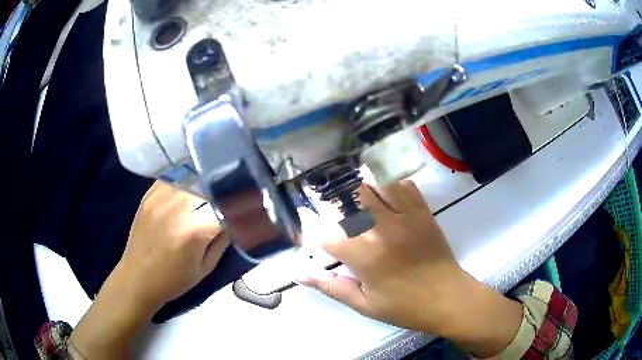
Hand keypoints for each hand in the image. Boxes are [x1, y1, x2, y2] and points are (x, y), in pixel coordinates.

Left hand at [70, 181, 228, 358]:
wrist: (137, 278)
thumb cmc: (174, 280)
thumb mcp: (206, 267)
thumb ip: (223, 239)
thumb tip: (234, 217)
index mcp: (194, 230)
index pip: (227, 204)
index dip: (241, 203)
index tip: (249, 203)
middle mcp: (177, 206)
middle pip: (210, 183)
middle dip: (223, 189)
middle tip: (232, 194)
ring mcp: (160, 196)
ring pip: (193, 175)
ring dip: (206, 181)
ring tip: (213, 187)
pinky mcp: (150, 193)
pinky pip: (176, 177)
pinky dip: (188, 180)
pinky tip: (192, 186)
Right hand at [300, 180, 521, 356]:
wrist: (448, 298)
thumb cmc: (405, 306)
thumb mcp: (365, 305)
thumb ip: (331, 287)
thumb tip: (300, 274)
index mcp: (366, 257)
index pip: (326, 233)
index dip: (310, 226)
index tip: (305, 221)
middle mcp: (383, 230)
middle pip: (350, 197)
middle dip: (334, 198)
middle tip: (329, 204)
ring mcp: (406, 217)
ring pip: (376, 185)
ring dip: (361, 186)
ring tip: (354, 194)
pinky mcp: (423, 212)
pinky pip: (404, 186)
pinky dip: (390, 184)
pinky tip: (384, 193)